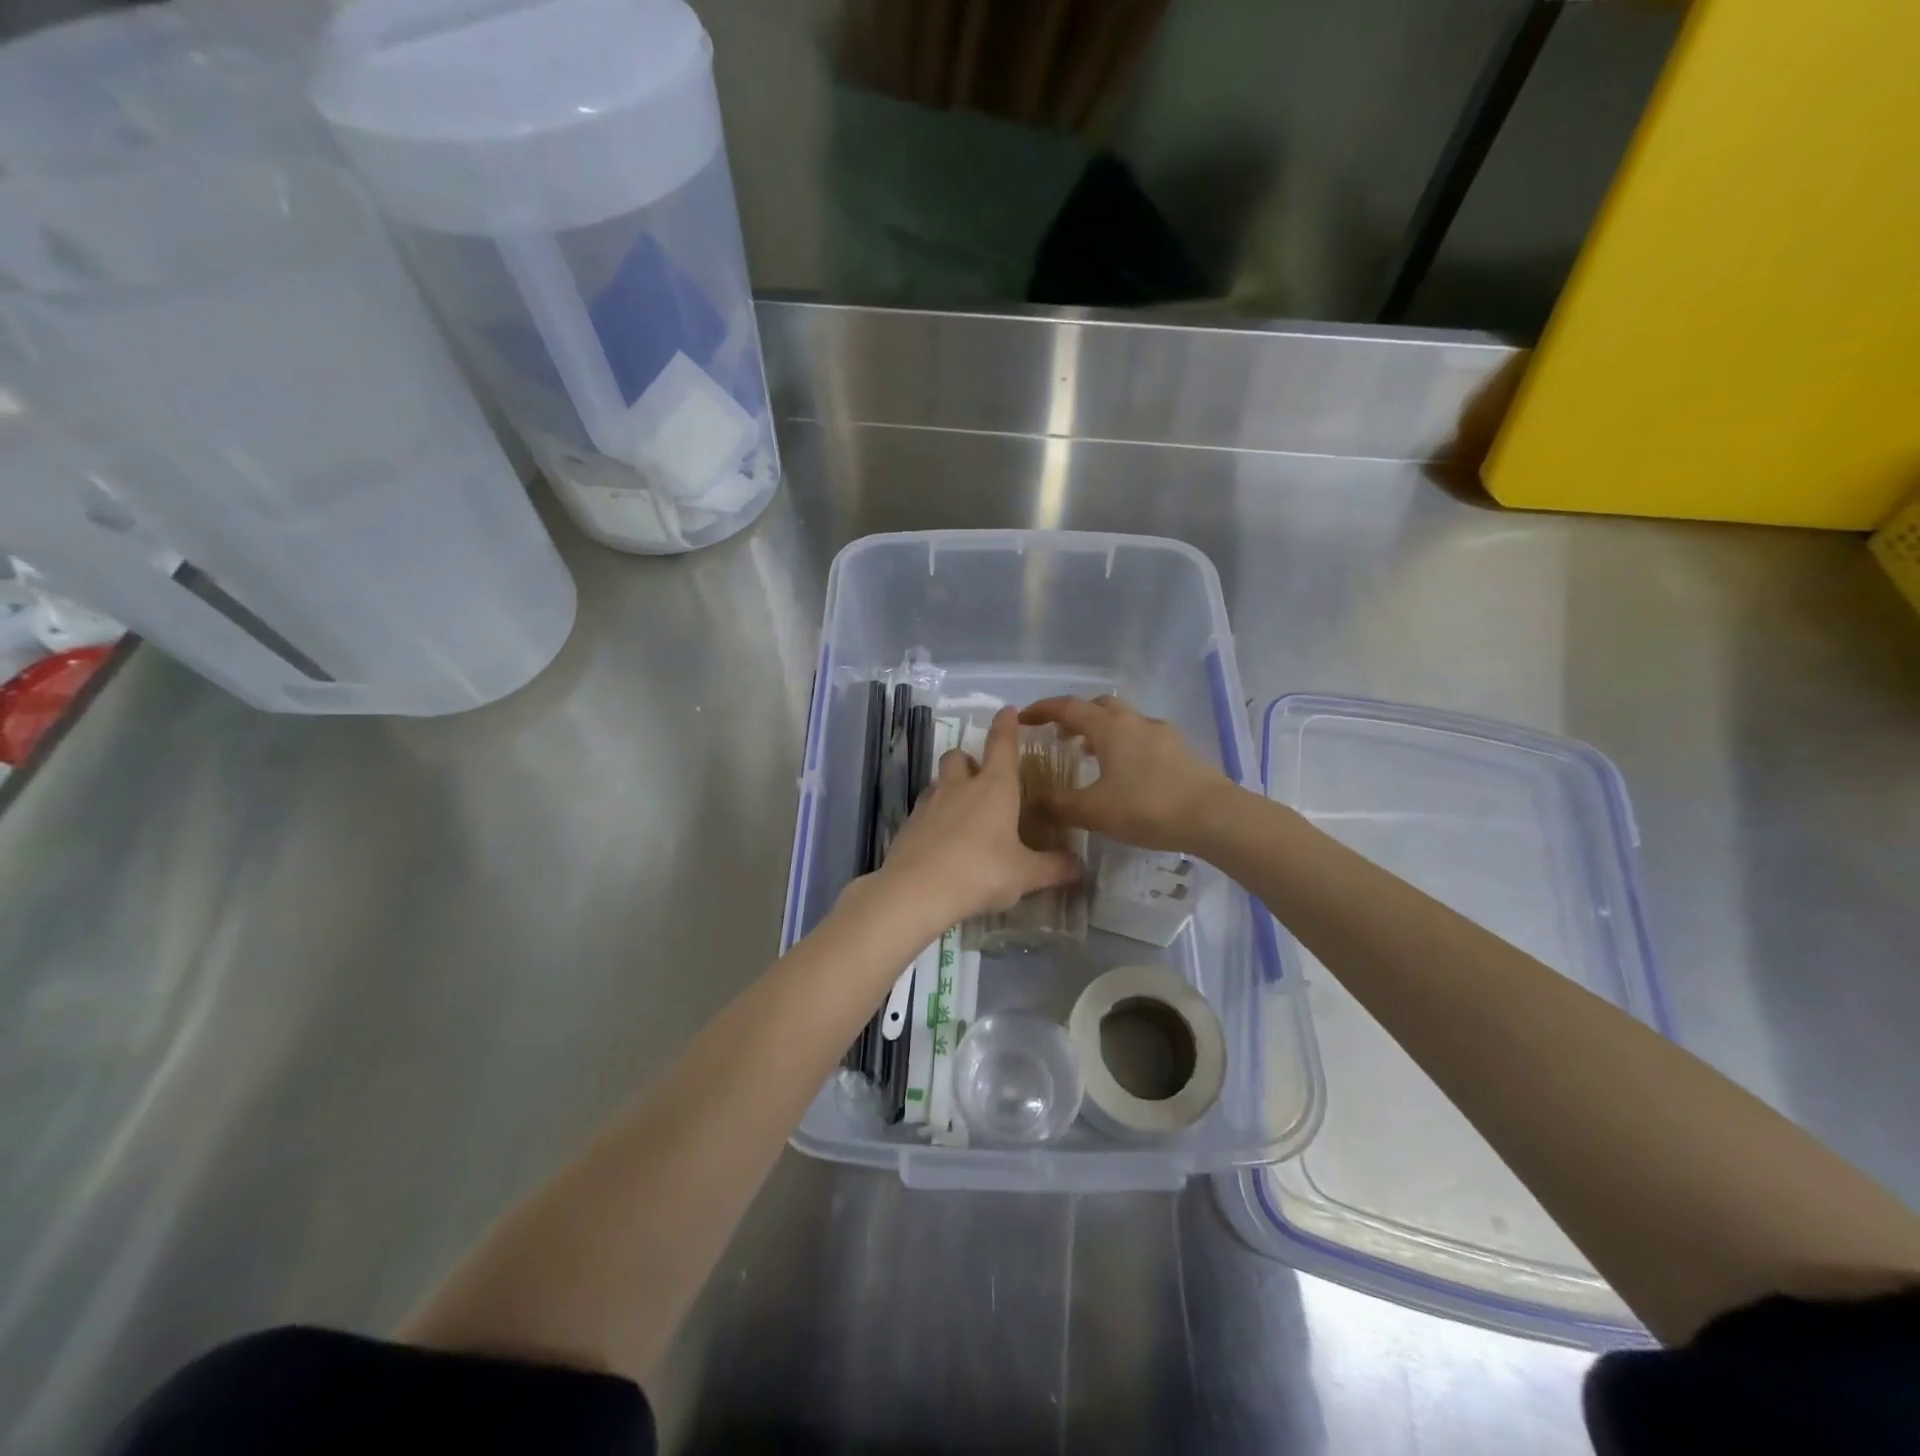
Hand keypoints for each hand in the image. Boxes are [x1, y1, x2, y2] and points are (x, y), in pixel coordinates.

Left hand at [867, 707, 1082, 928]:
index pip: (1001, 744)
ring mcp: (929, 804)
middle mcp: (960, 787)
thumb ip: (1054, 868)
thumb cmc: (981, 872)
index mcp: (994, 787)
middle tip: (981, 776)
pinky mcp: (908, 825)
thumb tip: (1079, 866)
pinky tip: (941, 838)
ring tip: (962, 808)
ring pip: (938, 780)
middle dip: (969, 759)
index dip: (1006, 725)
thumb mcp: (1026, 874)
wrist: (917, 890)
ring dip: (950, 786)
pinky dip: (933, 815)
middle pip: (959, 757)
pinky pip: (923, 809)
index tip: (1008, 710)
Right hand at [1019, 695, 1237, 850]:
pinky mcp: (1181, 750)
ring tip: (1089, 755)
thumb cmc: (1147, 807)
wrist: (1214, 816)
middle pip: (1099, 706)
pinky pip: (1143, 738)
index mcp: (1109, 727)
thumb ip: (1059, 805)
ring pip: (1124, 721)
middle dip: (1076, 717)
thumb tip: (1031, 803)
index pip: (1068, 707)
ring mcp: (1162, 733)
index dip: (1042, 710)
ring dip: (1102, 731)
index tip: (1023, 718)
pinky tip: (1126, 773)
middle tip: (1060, 737)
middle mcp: (1134, 721)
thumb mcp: (1094, 811)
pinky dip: (1124, 745)